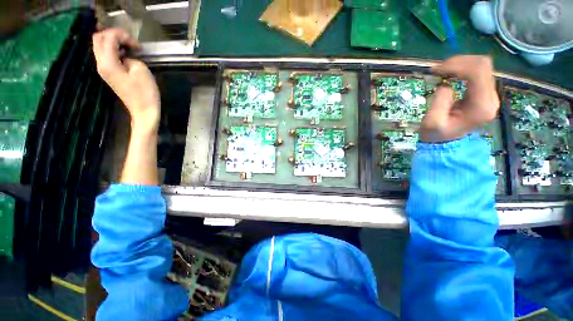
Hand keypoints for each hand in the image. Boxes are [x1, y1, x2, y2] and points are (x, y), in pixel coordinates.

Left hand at [92, 28, 159, 130]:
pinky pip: (105, 55)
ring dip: (113, 42)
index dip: (122, 35)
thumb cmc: (145, 92)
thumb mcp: (141, 70)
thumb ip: (130, 57)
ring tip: (129, 47)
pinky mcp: (109, 74)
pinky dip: (114, 50)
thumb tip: (125, 57)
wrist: (144, 111)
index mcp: (108, 63)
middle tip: (130, 41)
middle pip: (98, 39)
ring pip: (100, 46)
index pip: (108, 38)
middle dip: (114, 35)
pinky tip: (125, 54)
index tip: (137, 45)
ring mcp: (103, 70)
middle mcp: (101, 64)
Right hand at [420, 55, 499, 142]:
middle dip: (459, 62)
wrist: (446, 143)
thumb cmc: (437, 135)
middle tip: (438, 69)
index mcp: (481, 106)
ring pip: (482, 65)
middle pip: (483, 65)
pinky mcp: (485, 92)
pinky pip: (478, 71)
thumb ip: (440, 101)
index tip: (436, 70)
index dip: (456, 65)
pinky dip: (463, 68)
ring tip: (442, 71)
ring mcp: (490, 94)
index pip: (477, 72)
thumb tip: (446, 84)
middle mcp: (491, 98)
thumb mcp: (432, 122)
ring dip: (460, 64)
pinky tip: (450, 73)